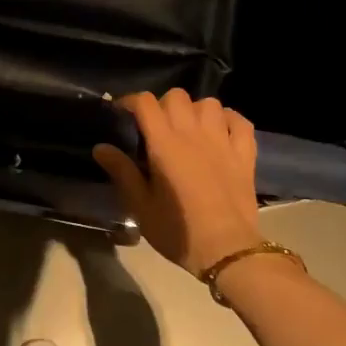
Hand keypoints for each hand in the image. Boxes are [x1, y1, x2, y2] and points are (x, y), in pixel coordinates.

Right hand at [93, 89, 263, 273]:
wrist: (226, 249)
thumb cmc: (177, 231)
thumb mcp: (140, 206)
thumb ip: (121, 171)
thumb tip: (101, 147)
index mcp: (164, 143)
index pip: (146, 103)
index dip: (131, 101)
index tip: (122, 113)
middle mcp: (194, 133)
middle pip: (176, 96)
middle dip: (162, 104)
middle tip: (155, 126)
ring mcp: (223, 140)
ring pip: (209, 103)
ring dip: (195, 110)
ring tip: (188, 128)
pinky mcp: (245, 153)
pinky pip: (239, 121)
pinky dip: (228, 120)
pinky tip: (221, 131)